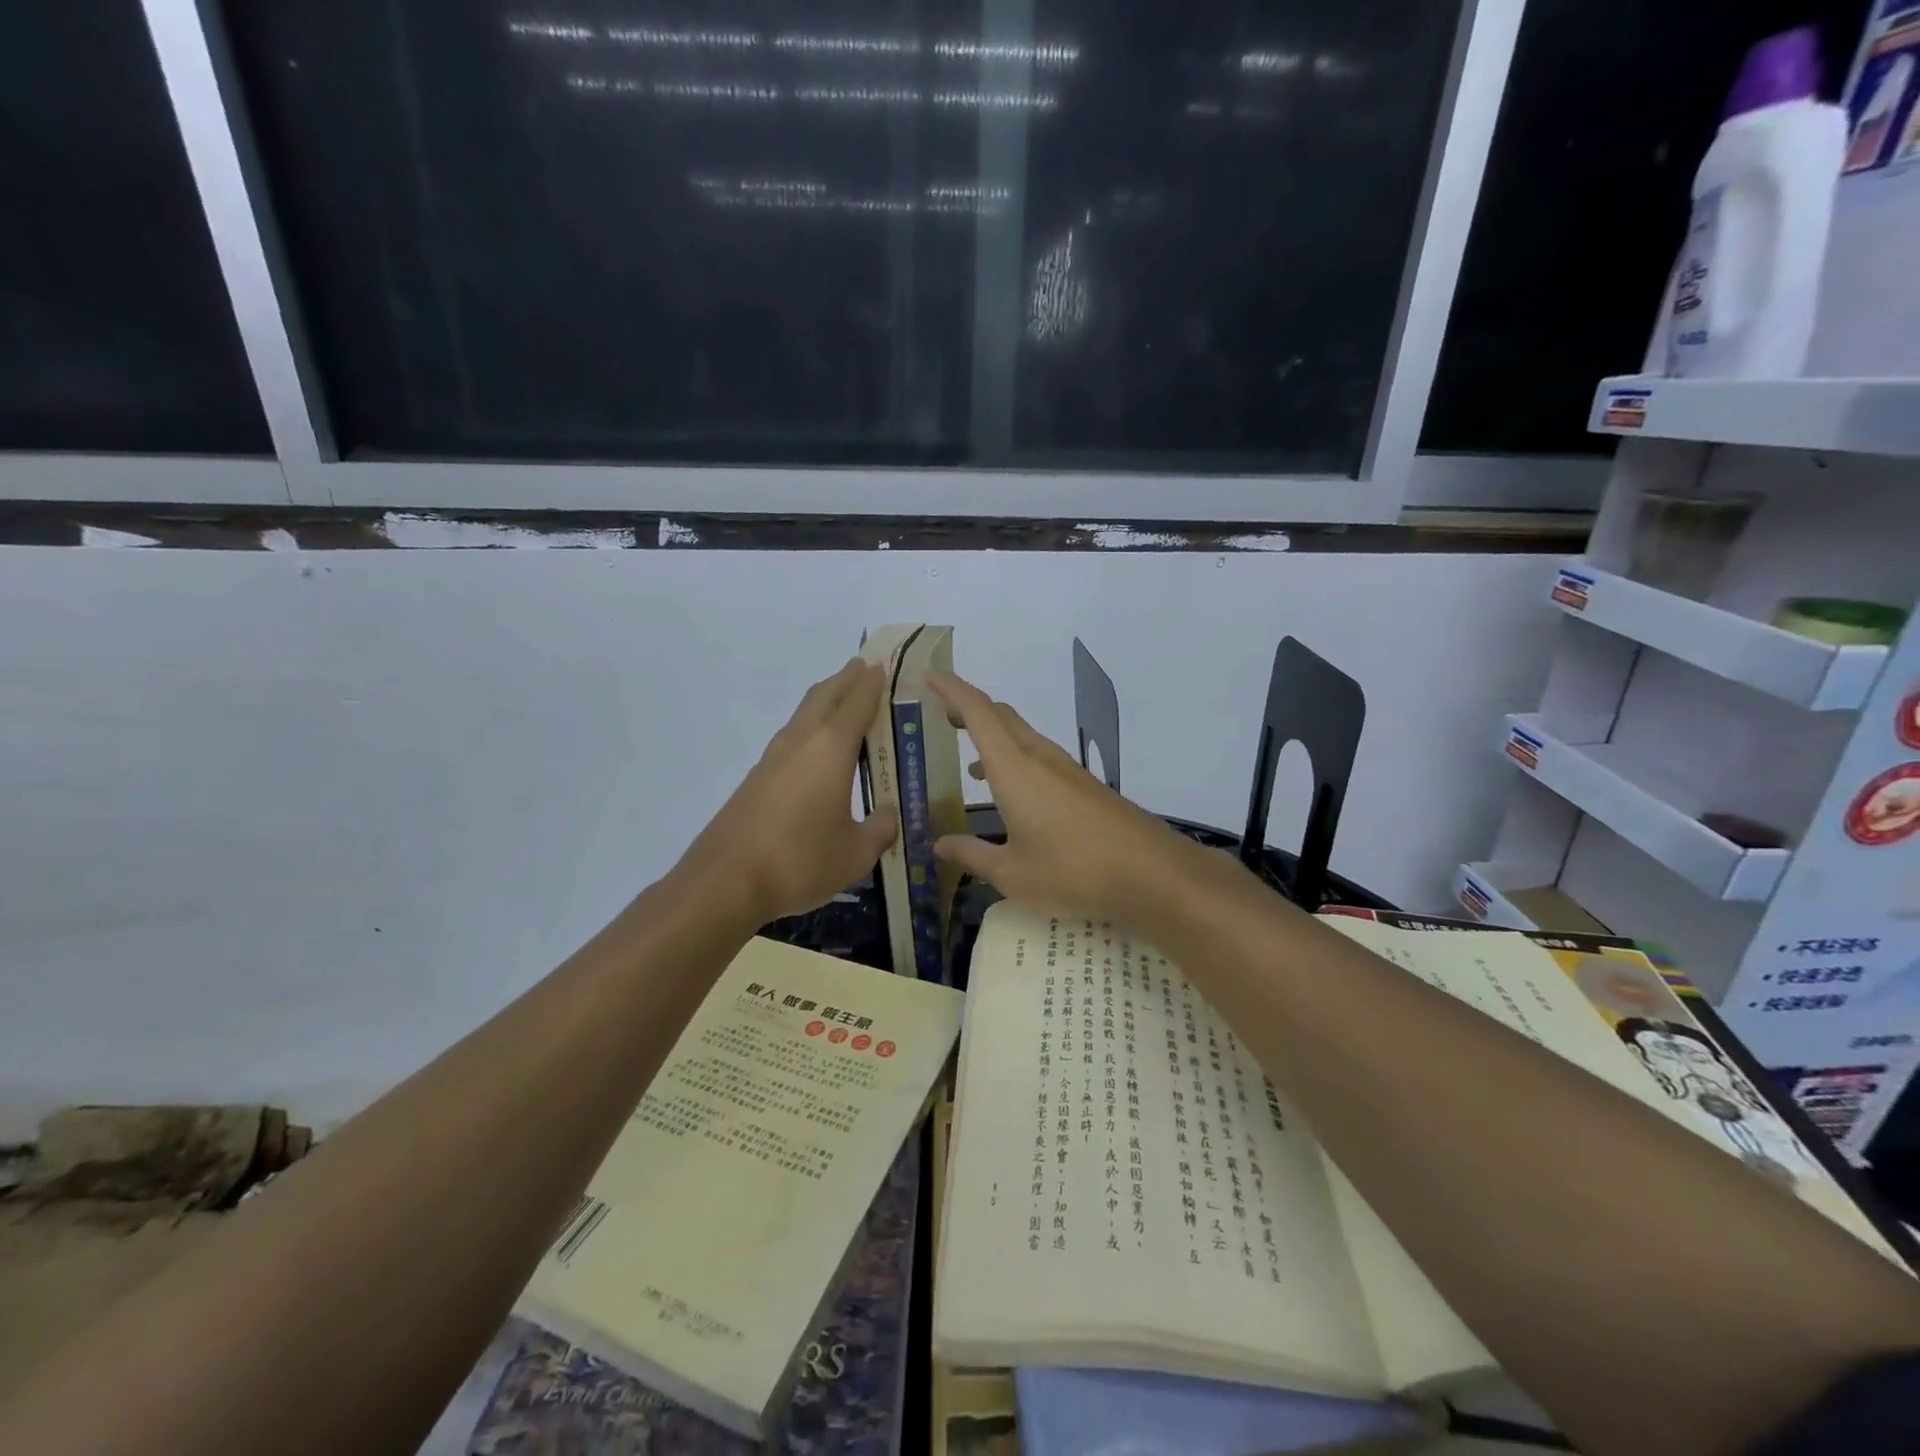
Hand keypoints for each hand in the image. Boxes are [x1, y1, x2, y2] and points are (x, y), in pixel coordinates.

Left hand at [679, 659, 896, 923]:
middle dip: (846, 679)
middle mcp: (800, 742)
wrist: (724, 882)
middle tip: (865, 668)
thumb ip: (879, 829)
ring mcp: (773, 758)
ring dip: (825, 700)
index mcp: (830, 749)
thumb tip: (890, 814)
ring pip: (803, 714)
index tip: (884, 665)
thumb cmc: (799, 861)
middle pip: (825, 696)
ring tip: (843, 701)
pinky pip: (790, 738)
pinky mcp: (756, 779)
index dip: (872, 683)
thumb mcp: (855, 854)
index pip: (857, 703)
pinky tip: (816, 751)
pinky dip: (809, 728)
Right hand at [928, 671, 1195, 926]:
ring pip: (1022, 735)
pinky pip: (1039, 756)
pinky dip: (1015, 759)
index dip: (952, 690)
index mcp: (1013, 768)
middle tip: (942, 717)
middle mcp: (1039, 756)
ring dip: (994, 737)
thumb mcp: (1012, 873)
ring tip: (969, 762)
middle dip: (969, 709)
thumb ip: (971, 855)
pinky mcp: (1083, 784)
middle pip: (1001, 716)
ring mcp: (1066, 768)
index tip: (930, 676)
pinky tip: (1011, 795)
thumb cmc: (1071, 870)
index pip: (978, 712)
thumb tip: (939, 845)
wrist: (1151, 872)